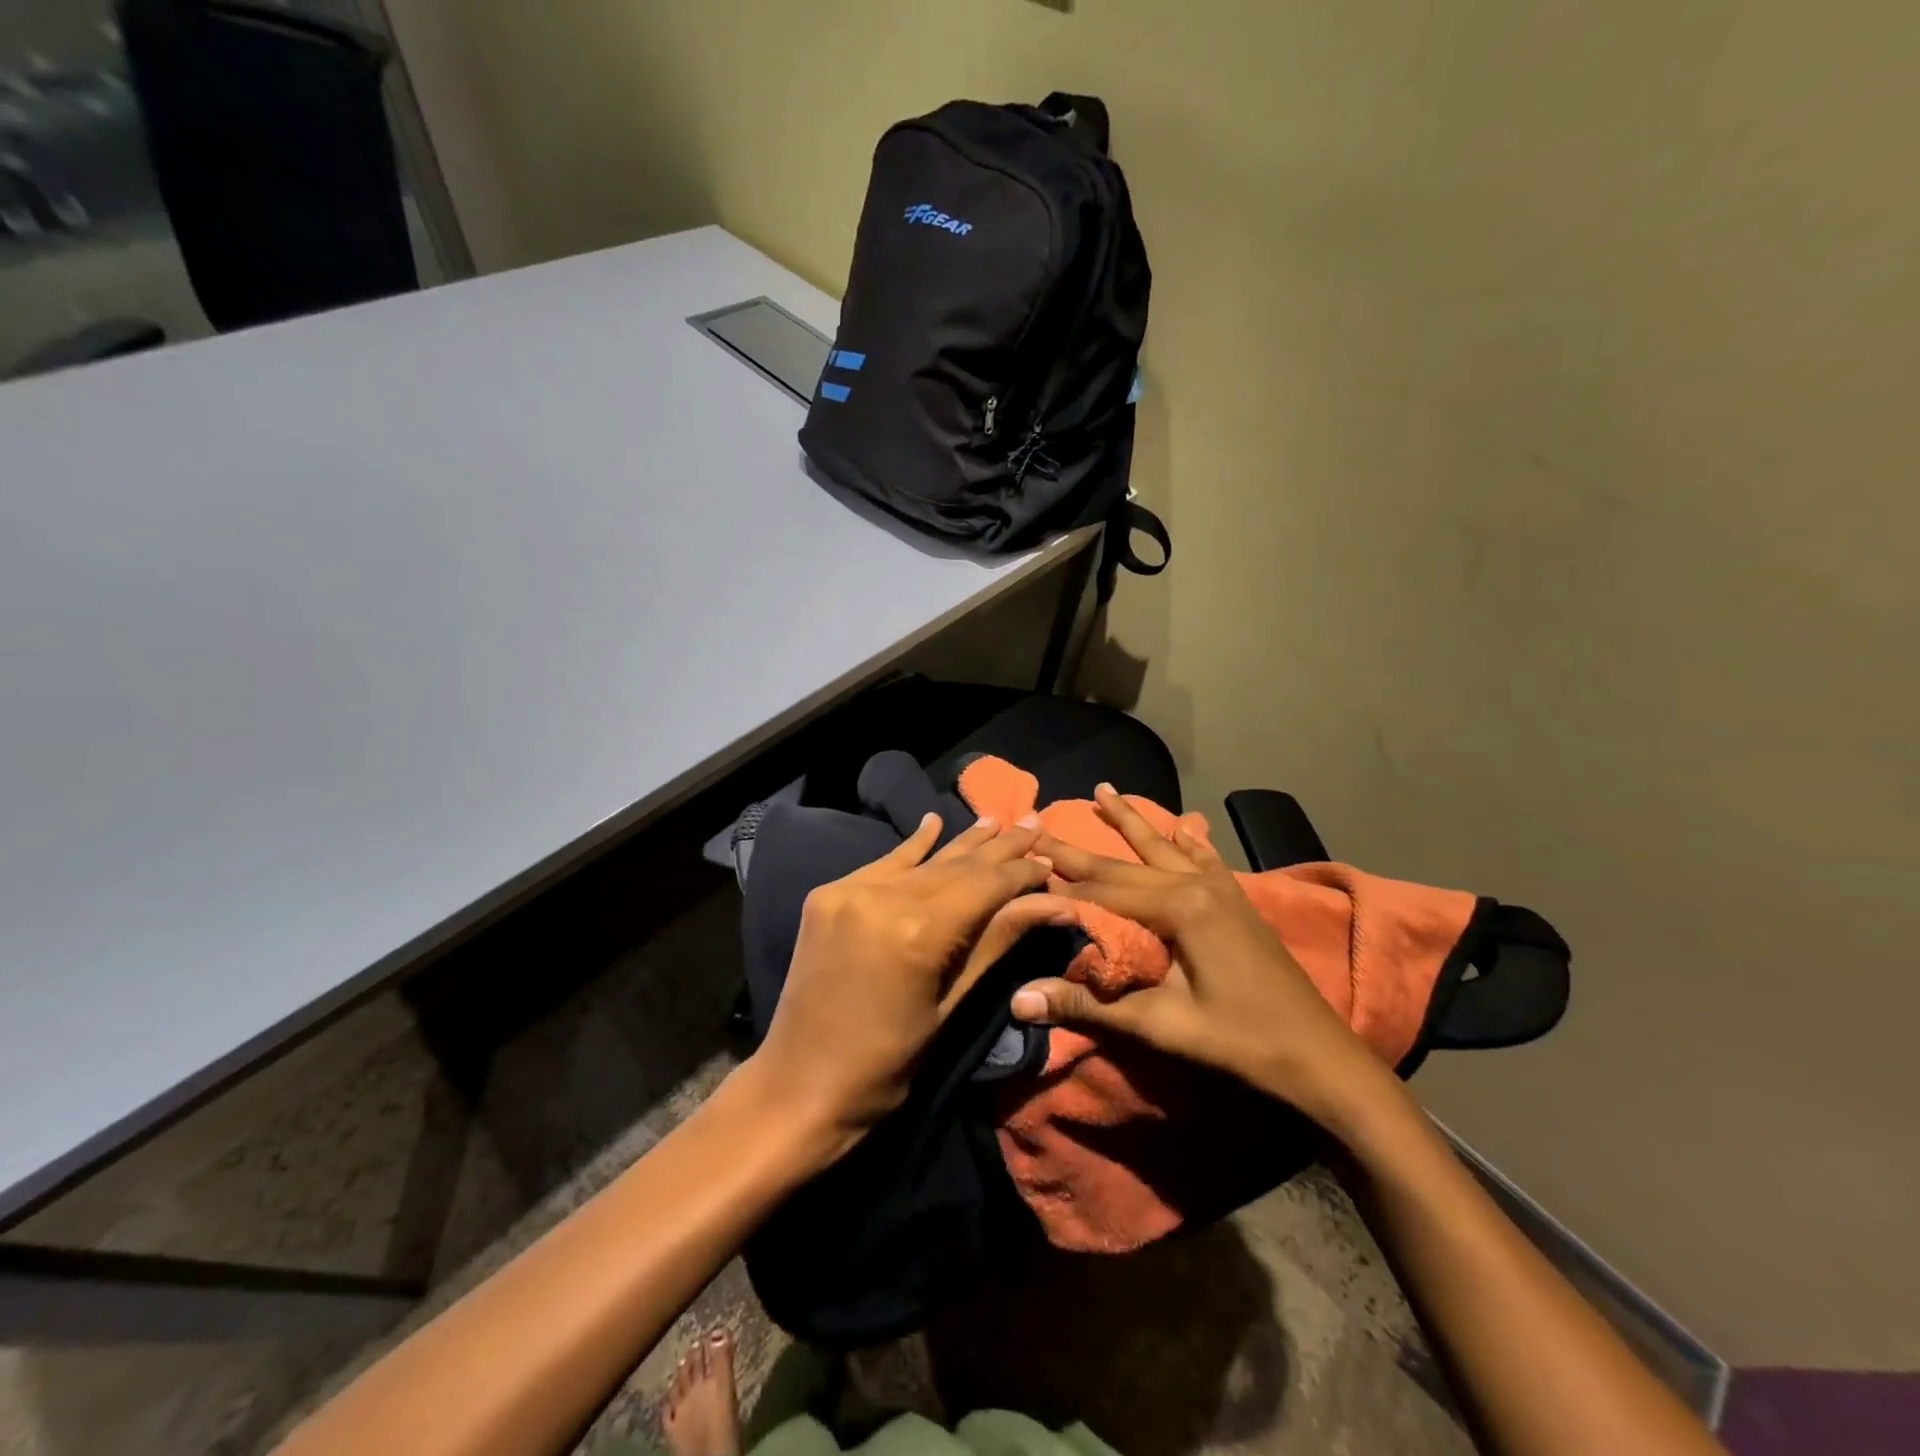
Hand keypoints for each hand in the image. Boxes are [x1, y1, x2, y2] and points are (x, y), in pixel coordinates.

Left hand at [747, 813, 1073, 1159]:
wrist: (799, 1085)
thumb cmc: (887, 1063)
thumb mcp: (951, 1005)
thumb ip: (998, 942)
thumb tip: (1056, 905)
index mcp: (918, 931)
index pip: (985, 885)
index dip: (1022, 873)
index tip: (1051, 862)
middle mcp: (882, 897)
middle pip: (956, 865)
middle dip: (999, 848)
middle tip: (1034, 823)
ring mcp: (849, 890)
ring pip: (921, 860)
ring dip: (961, 842)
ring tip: (995, 819)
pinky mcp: (828, 894)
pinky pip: (882, 865)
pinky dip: (911, 847)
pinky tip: (933, 822)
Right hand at [1010, 785, 1393, 1130]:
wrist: (1321, 1058)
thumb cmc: (1240, 1043)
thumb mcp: (1161, 1026)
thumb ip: (1089, 1005)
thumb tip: (1018, 1000)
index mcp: (1179, 908)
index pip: (1103, 893)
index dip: (1061, 888)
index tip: (1023, 868)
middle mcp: (1198, 885)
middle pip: (1126, 865)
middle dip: (1080, 849)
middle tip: (1041, 825)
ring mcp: (1223, 889)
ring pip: (1164, 849)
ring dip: (1132, 822)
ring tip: (1104, 790)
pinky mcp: (1238, 902)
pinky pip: (1205, 860)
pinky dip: (1187, 841)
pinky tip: (1182, 824)